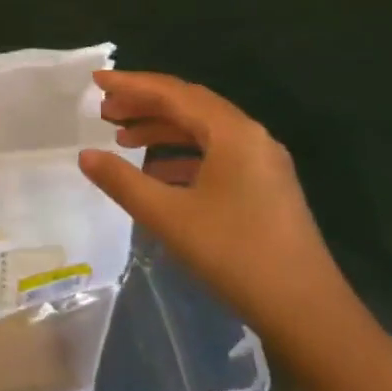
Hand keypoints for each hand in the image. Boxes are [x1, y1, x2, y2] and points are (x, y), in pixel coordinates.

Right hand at [78, 71, 348, 337]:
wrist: (306, 310)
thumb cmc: (234, 253)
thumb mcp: (168, 216)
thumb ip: (122, 181)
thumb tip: (85, 155)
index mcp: (232, 133)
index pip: (174, 93)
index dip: (131, 84)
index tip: (96, 80)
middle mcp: (251, 137)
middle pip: (190, 106)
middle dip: (144, 104)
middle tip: (104, 110)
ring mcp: (262, 162)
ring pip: (203, 131)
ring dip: (162, 130)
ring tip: (121, 138)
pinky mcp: (264, 187)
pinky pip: (216, 155)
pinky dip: (181, 156)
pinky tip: (156, 174)